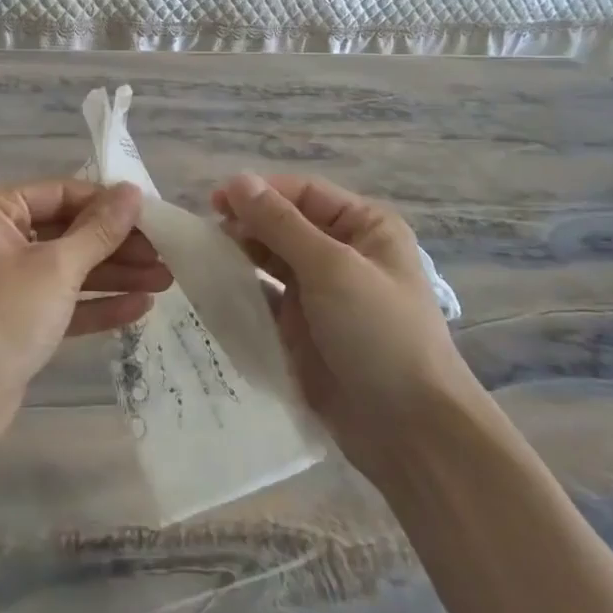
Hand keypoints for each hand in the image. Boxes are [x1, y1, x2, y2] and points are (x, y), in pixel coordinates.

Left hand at [0, 180, 167, 495]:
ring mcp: (4, 281)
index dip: (109, 204)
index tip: (154, 216)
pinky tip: (140, 307)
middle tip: (167, 253)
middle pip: (67, 231)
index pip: (61, 194)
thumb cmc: (0, 318)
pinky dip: (95, 304)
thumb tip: (132, 191)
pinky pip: (60, 301)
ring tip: (167, 280)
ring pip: (68, 268)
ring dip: (115, 274)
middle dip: (117, 245)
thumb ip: (98, 230)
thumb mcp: (56, 269)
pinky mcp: (15, 319)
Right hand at [212, 173, 473, 481]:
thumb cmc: (380, 334)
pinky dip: (242, 294)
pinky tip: (213, 293)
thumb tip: (237, 181)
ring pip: (271, 262)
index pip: (303, 193)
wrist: (409, 431)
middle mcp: (343, 254)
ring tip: (203, 262)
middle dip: (246, 226)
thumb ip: (281, 224)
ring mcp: (322, 294)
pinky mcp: (303, 330)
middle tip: (204, 237)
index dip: (259, 193)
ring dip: (240, 258)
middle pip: (284, 225)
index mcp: (365, 227)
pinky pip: (265, 300)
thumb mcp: (332, 268)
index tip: (214, 203)